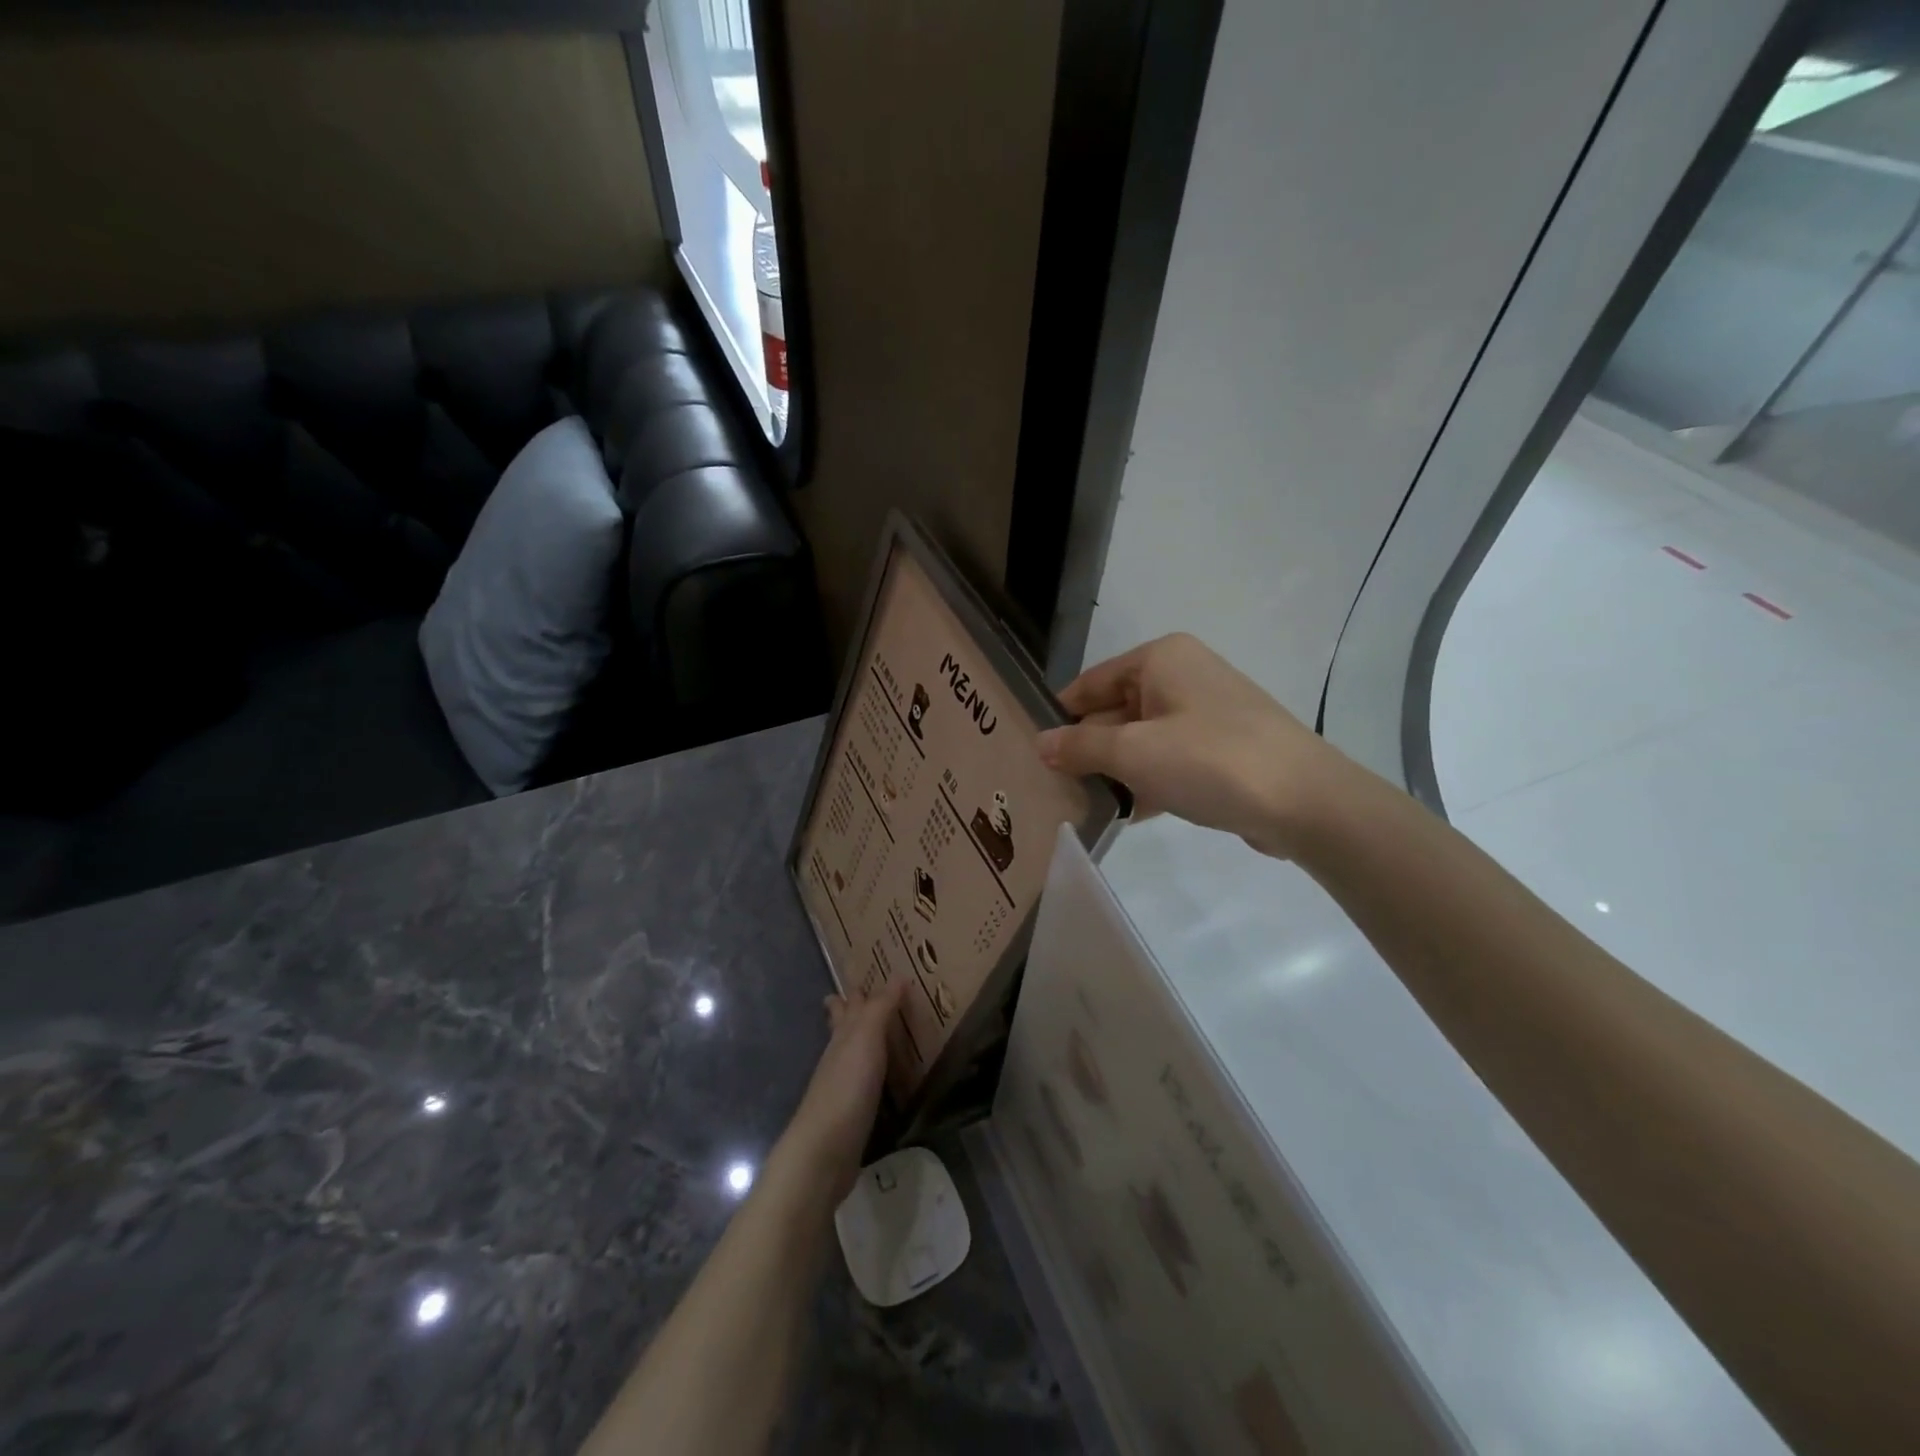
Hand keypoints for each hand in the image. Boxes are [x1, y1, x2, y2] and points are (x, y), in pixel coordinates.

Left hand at [778, 976, 909, 1201]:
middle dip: (851, 1012)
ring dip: (865, 1042)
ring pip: (853, 1055)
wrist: (825, 1151)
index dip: (856, 992)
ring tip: (884, 1034)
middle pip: (843, 1028)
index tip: (867, 977)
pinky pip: (864, 1084)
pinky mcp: (852, 1114)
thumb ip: (881, 1008)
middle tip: (869, 999)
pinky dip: (874, 1075)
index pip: (848, 1005)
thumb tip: (898, 975)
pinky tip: (883, 1080)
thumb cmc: (846, 1087)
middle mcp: (839, 1056)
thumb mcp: (866, 1039)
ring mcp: (843, 1087)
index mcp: (843, 1035)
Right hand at [1036, 633, 1346, 858]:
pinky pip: (1171, 759)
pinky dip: (1149, 781)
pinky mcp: (1223, 748)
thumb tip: (1040, 745)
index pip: (1091, 683)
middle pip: (1116, 711)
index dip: (1061, 717)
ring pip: (1143, 739)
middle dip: (1089, 750)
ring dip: (1117, 770)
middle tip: (1054, 787)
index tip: (1033, 754)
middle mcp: (1183, 675)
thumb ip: (1080, 747)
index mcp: (1161, 659)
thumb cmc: (1209, 761)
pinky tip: (1129, 813)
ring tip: (1084, 805)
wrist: (1305, 801)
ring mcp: (1207, 712)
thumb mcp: (1133, 752)